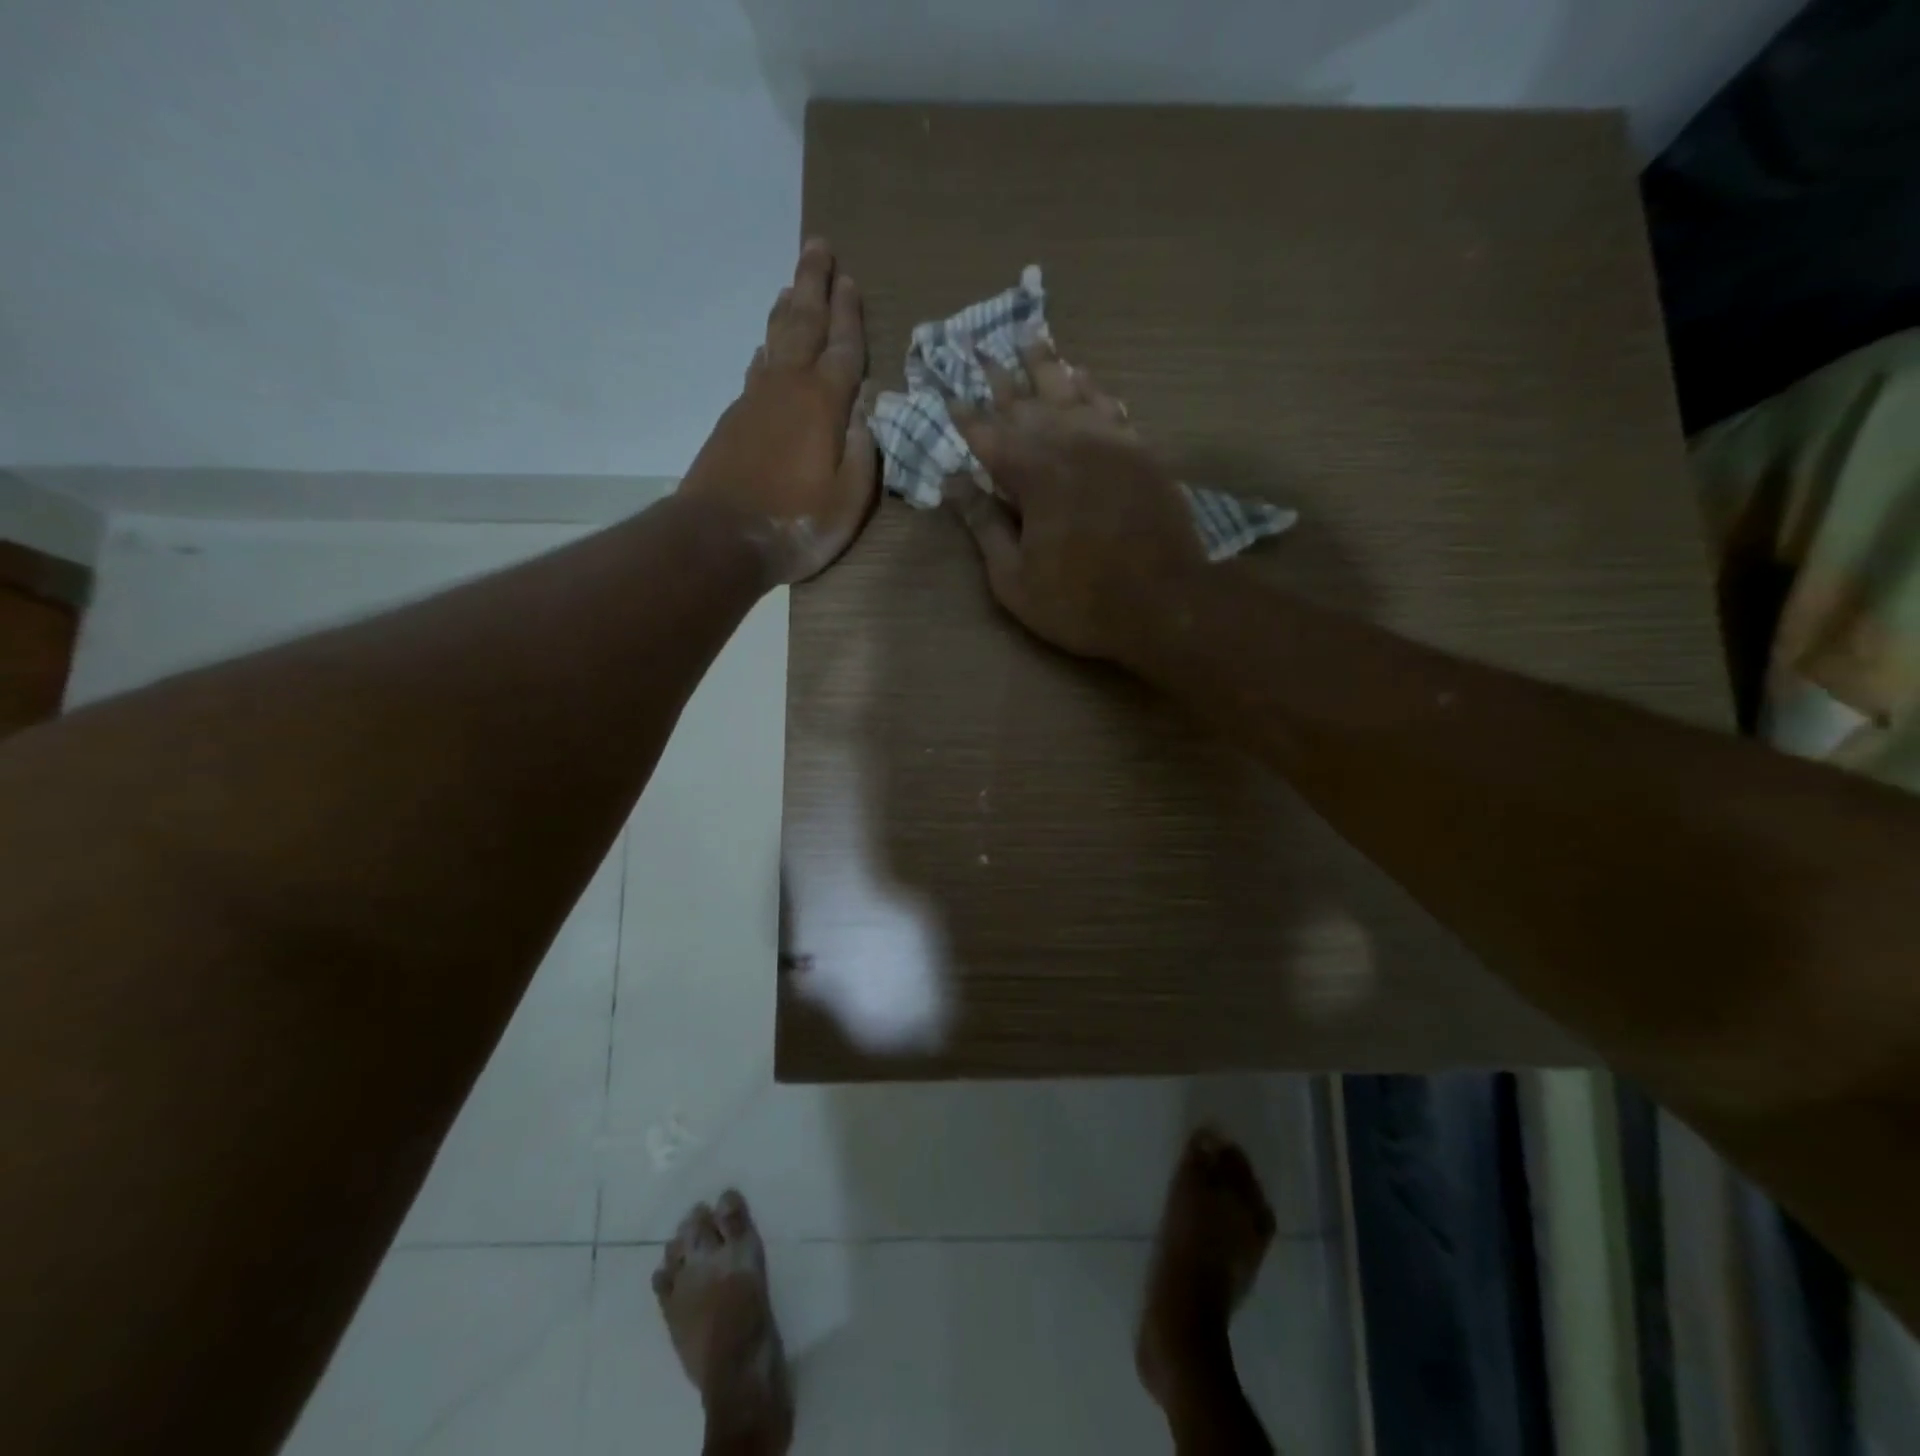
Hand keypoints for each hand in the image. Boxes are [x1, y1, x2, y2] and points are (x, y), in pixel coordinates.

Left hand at [681, 239, 876, 584]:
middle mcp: (787, 389)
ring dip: (786, 311)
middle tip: (817, 247)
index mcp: (823, 405)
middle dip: (812, 285)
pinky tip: (766, 349)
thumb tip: (867, 410)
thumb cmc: (795, 524)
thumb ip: (862, 452)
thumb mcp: (848, 499)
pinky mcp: (733, 420)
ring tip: (792, 287)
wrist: (719, 538)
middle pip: (802, 325)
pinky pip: (756, 370)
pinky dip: (765, 350)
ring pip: (774, 342)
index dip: (849, 315)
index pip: (843, 348)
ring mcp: (755, 401)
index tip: (850, 281)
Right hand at [949, 342, 1206, 662]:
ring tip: (1030, 339)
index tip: (948, 395)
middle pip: (1027, 402)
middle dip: (1000, 378)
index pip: (988, 435)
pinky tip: (1083, 378)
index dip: (965, 417)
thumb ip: (984, 527)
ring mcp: (1110, 443)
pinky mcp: (1141, 451)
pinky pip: (1110, 406)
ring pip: (1071, 391)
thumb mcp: (1015, 579)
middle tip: (981, 349)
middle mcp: (1069, 444)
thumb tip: (954, 484)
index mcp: (1033, 474)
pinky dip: (1091, 388)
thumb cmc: (1080, 601)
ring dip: (1047, 366)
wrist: (1165, 603)